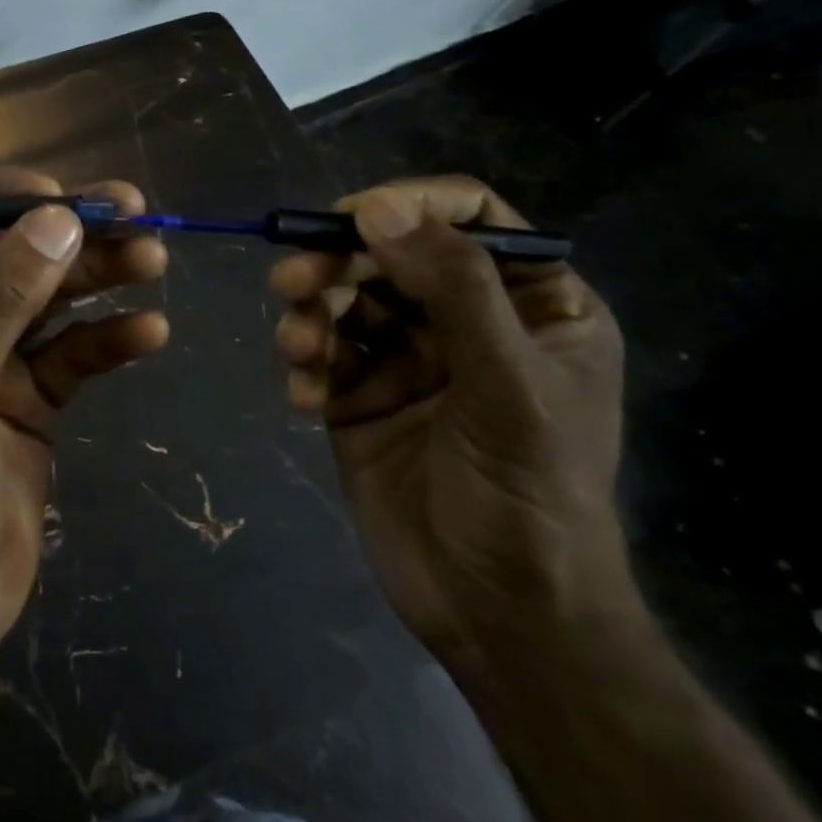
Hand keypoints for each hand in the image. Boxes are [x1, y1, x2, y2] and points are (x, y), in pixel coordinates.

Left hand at [0, 168, 168, 668]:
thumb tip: (57, 219)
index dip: (0, 196)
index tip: (61, 197)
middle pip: (10, 250)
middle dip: (69, 230)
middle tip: (136, 212)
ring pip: (48, 296)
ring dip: (99, 275)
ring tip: (153, 259)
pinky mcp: (29, 397)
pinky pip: (73, 352)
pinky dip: (108, 337)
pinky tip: (150, 332)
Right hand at [269, 176, 631, 671]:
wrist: (497, 616)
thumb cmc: (529, 498)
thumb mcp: (507, 386)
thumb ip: (452, 289)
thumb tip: (376, 208)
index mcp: (532, 304)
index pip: (469, 217)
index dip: (409, 205)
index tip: (351, 220)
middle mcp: (466, 320)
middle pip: (390, 254)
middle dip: (336, 262)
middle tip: (289, 281)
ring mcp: (408, 357)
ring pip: (345, 298)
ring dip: (310, 314)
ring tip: (295, 347)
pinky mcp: (359, 394)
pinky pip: (321, 353)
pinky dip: (305, 365)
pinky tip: (303, 398)